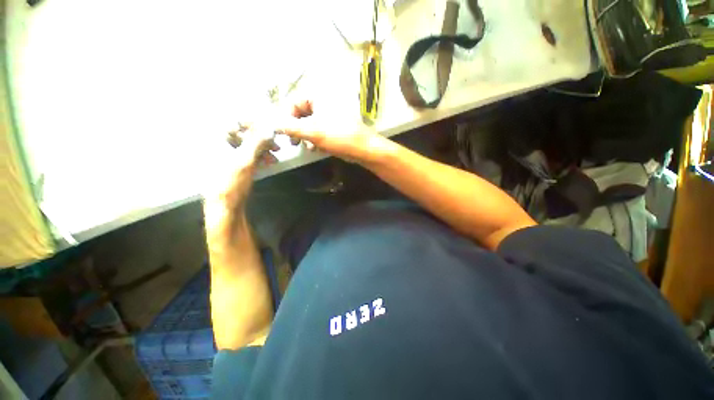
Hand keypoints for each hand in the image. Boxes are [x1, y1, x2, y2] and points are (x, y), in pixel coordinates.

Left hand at [203, 122, 277, 210]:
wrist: (224, 206)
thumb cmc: (231, 182)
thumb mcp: (245, 160)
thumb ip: (257, 142)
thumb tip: (269, 127)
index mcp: (214, 138)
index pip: (235, 121)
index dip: (255, 125)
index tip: (270, 130)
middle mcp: (216, 142)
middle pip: (242, 133)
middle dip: (262, 140)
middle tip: (276, 147)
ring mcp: (223, 153)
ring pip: (246, 144)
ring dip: (262, 150)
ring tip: (273, 159)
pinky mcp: (230, 163)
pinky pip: (246, 154)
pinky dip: (258, 156)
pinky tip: (268, 162)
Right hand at [279, 100, 392, 164]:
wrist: (363, 148)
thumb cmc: (339, 136)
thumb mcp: (312, 131)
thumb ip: (291, 127)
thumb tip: (273, 124)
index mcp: (319, 96)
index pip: (294, 102)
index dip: (286, 118)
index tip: (283, 133)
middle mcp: (324, 102)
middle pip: (302, 113)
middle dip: (297, 129)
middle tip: (293, 141)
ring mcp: (331, 114)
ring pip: (311, 123)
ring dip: (306, 136)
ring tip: (305, 146)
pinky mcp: (336, 126)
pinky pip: (320, 130)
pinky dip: (315, 139)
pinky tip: (315, 149)